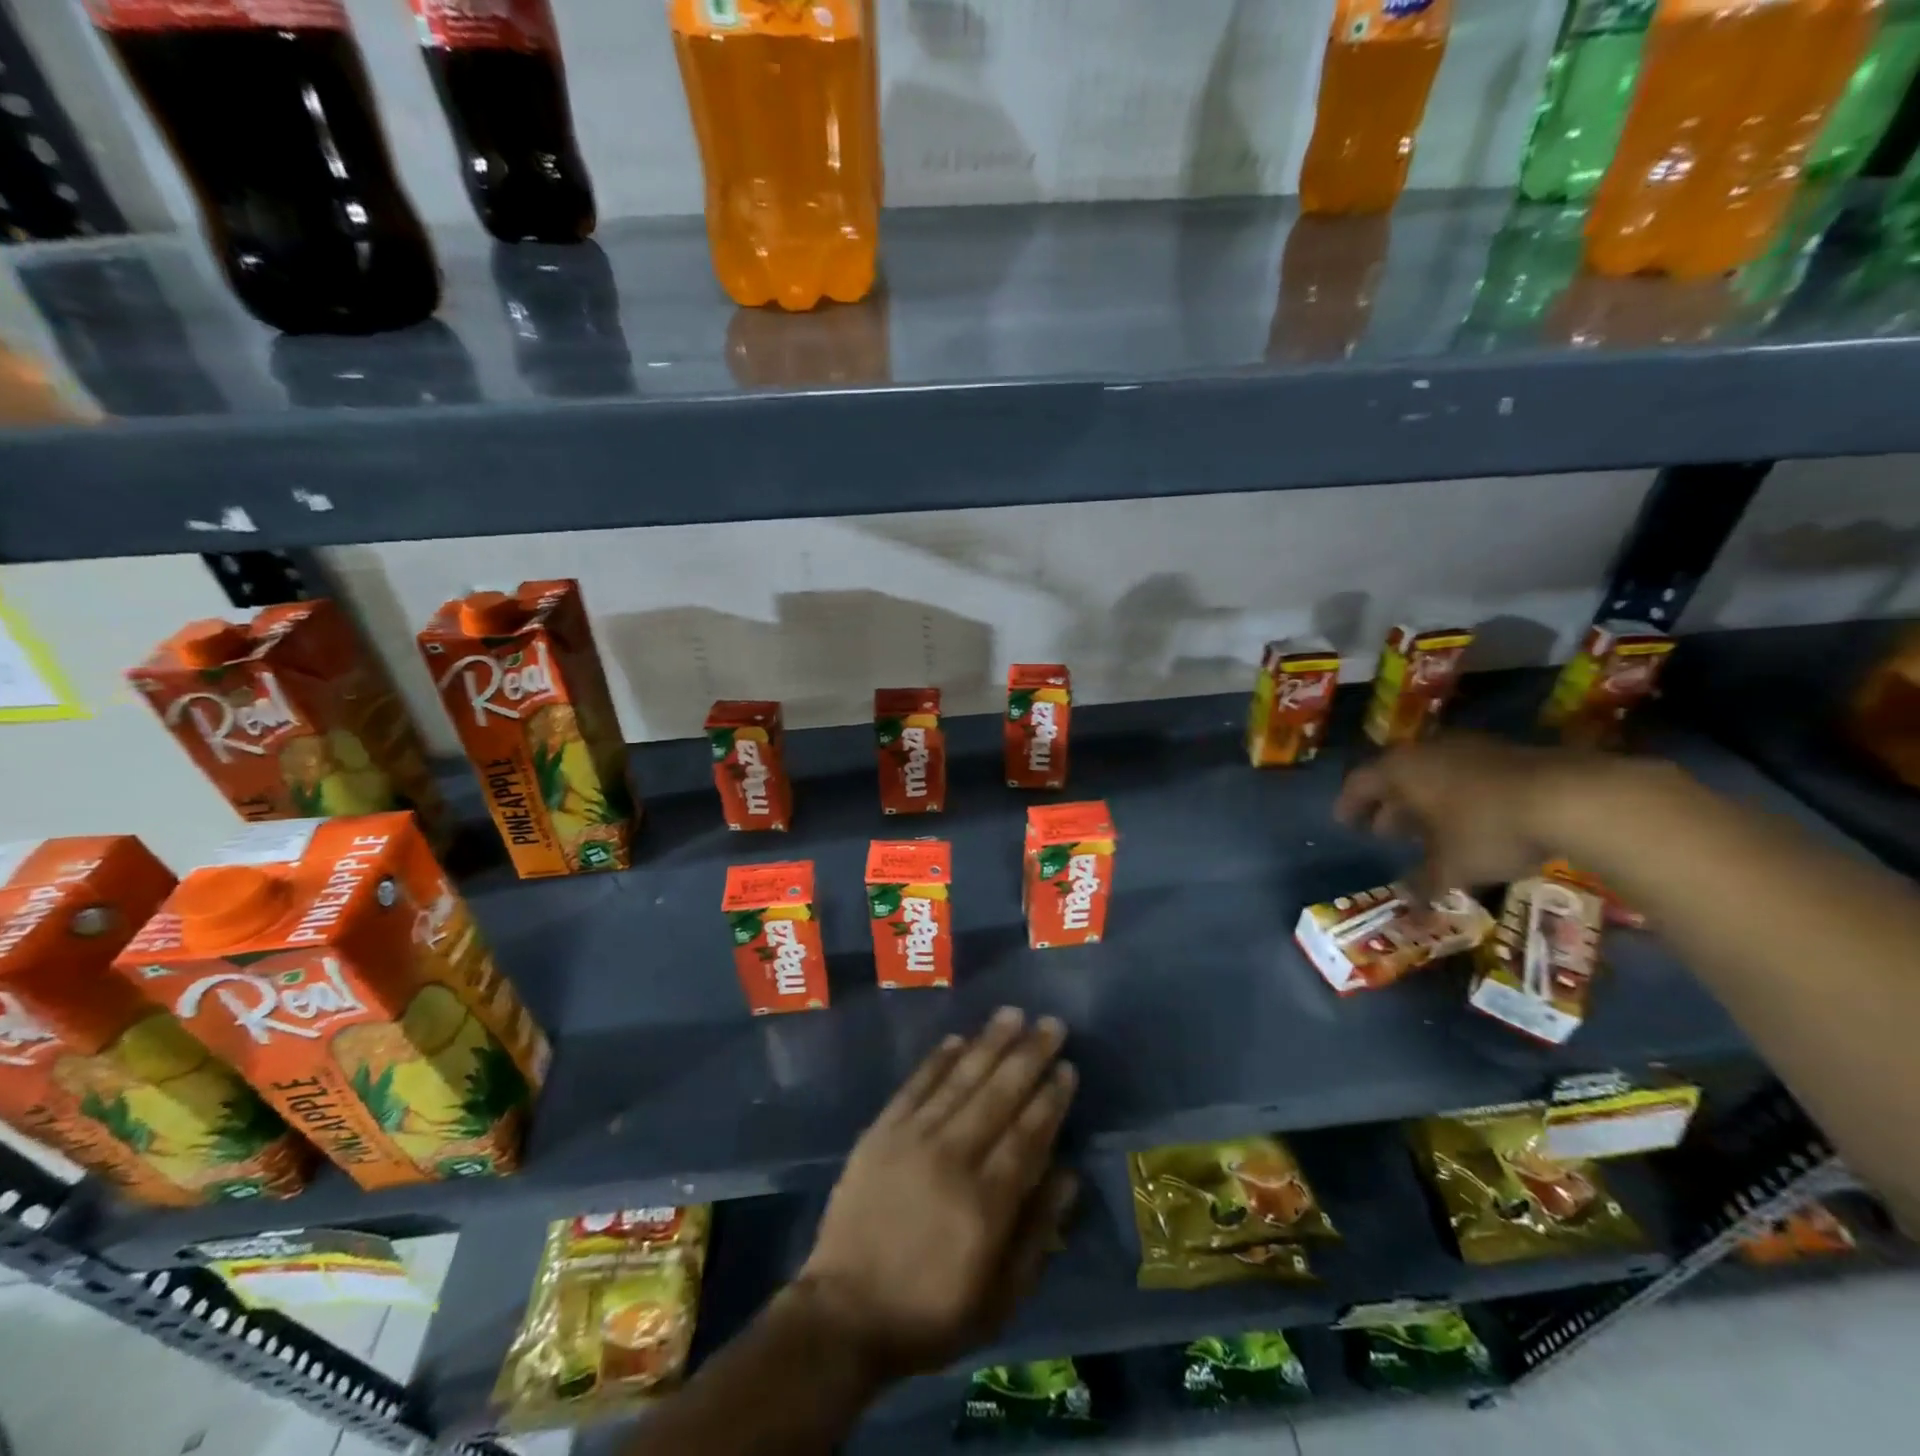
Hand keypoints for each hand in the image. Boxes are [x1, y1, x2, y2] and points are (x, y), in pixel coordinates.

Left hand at [793, 1007, 1078, 1383]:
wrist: (844, 1313)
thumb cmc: (930, 1314)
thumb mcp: (999, 1299)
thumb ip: (1037, 1234)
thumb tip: (1067, 1175)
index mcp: (986, 1202)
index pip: (1028, 1135)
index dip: (1051, 1098)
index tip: (1068, 1067)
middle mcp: (952, 1157)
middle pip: (998, 1095)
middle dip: (1028, 1055)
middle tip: (1051, 1023)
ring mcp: (912, 1139)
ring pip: (960, 1079)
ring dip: (988, 1044)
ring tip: (1012, 1014)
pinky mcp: (881, 1132)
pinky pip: (915, 1085)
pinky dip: (938, 1060)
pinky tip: (957, 1039)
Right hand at [1334, 734, 1610, 896]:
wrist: (1572, 798)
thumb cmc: (1488, 830)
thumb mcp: (1451, 867)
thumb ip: (1423, 883)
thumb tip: (1406, 904)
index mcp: (1400, 771)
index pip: (1360, 783)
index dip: (1349, 805)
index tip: (1345, 823)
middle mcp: (1426, 751)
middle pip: (1395, 776)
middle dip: (1388, 805)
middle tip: (1384, 831)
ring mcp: (1468, 748)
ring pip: (1432, 774)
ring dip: (1424, 800)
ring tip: (1427, 830)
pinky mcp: (1506, 753)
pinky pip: (1463, 773)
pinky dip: (1456, 795)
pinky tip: (1469, 820)